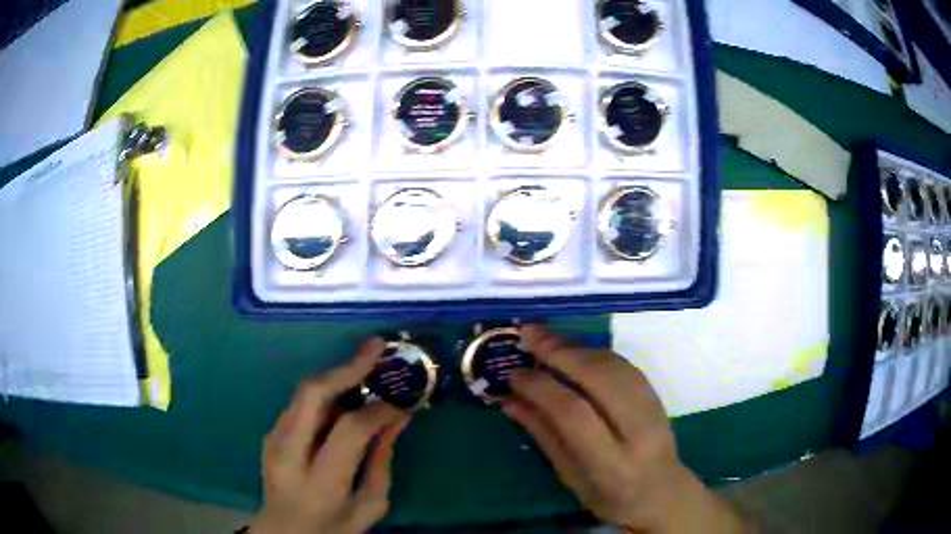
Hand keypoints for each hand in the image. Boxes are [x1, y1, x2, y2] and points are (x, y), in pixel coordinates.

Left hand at [250, 338, 409, 533]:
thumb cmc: (332, 528)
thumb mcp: (369, 507)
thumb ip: (381, 462)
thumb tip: (396, 419)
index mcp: (319, 481)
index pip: (349, 430)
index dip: (379, 409)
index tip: (403, 400)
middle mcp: (288, 453)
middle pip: (312, 394)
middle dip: (347, 367)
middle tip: (376, 348)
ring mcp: (274, 439)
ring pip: (304, 391)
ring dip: (337, 374)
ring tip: (367, 363)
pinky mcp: (270, 434)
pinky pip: (301, 402)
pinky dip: (326, 391)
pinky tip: (346, 390)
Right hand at [503, 325, 747, 533]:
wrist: (663, 492)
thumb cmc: (610, 497)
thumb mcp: (570, 476)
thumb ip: (544, 435)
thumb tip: (510, 400)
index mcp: (612, 463)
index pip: (573, 413)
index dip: (541, 388)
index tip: (514, 375)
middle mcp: (637, 430)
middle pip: (598, 377)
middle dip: (559, 352)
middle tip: (527, 336)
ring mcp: (652, 407)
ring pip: (612, 364)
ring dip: (575, 346)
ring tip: (543, 336)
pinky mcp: (656, 394)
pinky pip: (622, 363)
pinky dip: (592, 351)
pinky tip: (572, 348)